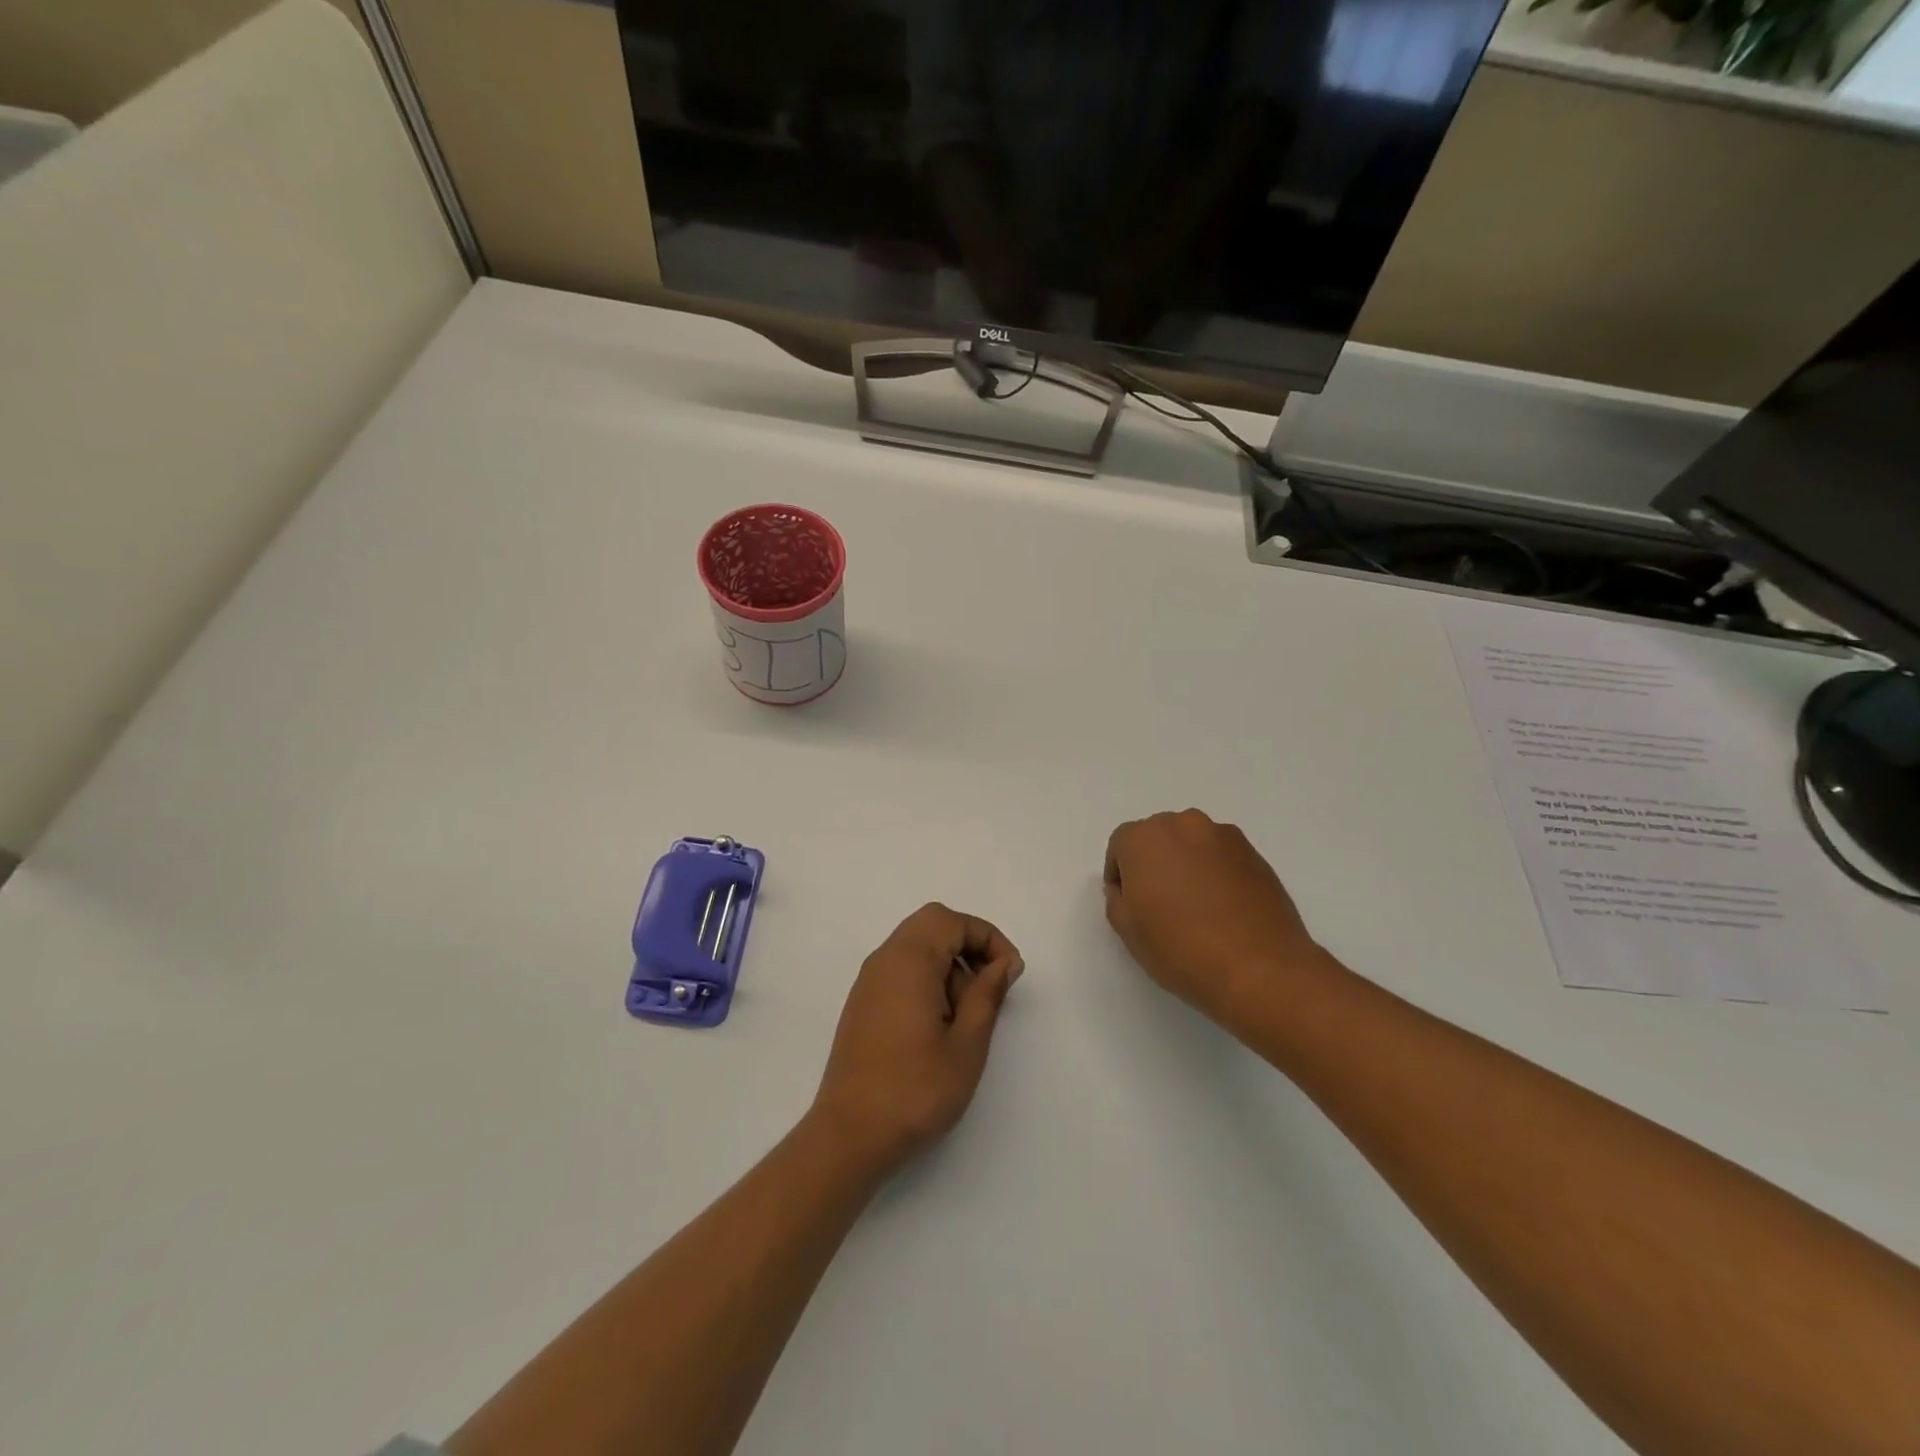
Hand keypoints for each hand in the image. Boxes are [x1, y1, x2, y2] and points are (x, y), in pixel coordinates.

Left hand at [809, 903, 1023, 1175]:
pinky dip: (928, 980)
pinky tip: (940, 1025)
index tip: (1010, 974)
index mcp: (908, 961)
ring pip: (917, 947)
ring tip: (966, 1017)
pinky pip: (901, 971)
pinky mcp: (864, 1004)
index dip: (988, 938)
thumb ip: (987, 994)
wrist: (850, 1135)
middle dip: (969, 946)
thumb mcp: (966, 1044)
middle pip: (932, 925)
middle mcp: (884, 960)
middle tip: (991, 986)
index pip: (952, 921)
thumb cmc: (915, 1090)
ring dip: (949, 966)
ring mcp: (869, 982)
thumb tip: (1004, 962)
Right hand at [1103, 810, 1319, 1023]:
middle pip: (1158, 838)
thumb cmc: (1181, 949)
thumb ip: (1117, 898)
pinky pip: (1222, 857)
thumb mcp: (1128, 930)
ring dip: (1186, 865)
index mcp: (1145, 838)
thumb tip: (1130, 888)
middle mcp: (1183, 825)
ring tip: (1195, 907)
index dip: (1120, 875)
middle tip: (1159, 904)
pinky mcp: (1255, 853)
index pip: (1121, 845)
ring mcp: (1224, 836)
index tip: (1129, 904)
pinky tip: (1223, 909)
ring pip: (1192, 845)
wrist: (1259, 969)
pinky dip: (1216, 873)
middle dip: (1153, 864)